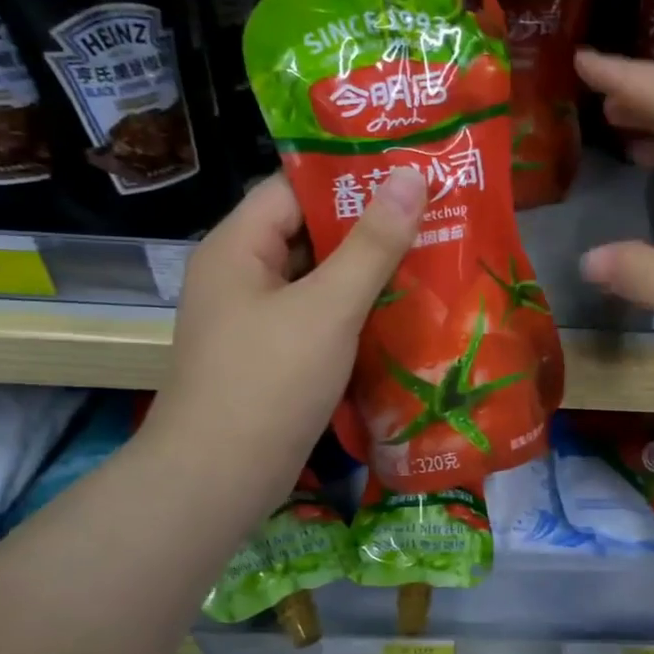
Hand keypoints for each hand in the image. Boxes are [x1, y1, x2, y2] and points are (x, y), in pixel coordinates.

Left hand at [138, 168, 425, 507]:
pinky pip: (321, 317)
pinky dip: (358, 310)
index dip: (350, 175)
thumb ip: (372, 244)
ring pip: (320, 278)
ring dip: (369, 270)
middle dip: (370, 224)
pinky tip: (405, 311)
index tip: (410, 171)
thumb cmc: (269, 383)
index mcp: (239, 247)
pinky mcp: (275, 356)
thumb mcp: (328, 307)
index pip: (295, 187)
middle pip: (310, 232)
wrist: (219, 481)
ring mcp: (257, 319)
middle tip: (435, 213)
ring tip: (432, 255)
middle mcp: (243, 275)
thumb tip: (412, 176)